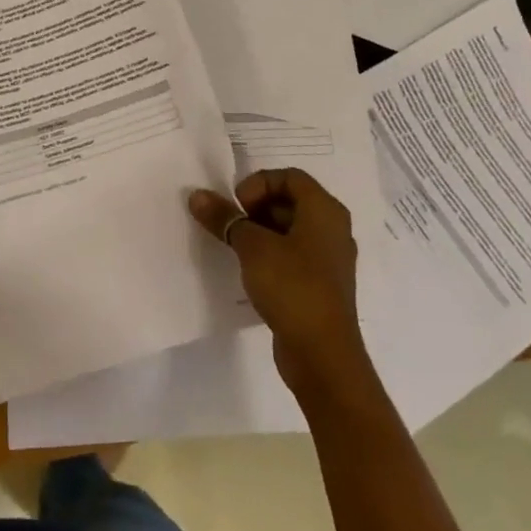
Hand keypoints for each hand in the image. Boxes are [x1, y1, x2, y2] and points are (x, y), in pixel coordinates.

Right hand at [189, 168, 370, 395]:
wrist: (322, 354)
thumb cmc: (292, 287)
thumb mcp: (252, 247)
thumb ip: (225, 218)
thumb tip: (197, 195)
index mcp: (325, 211)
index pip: (289, 176)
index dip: (258, 183)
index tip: (237, 206)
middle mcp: (332, 229)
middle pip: (290, 200)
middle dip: (255, 207)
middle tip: (232, 225)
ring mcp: (328, 258)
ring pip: (290, 229)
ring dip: (259, 231)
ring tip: (235, 247)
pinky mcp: (320, 284)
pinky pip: (293, 254)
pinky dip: (270, 254)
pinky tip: (249, 270)